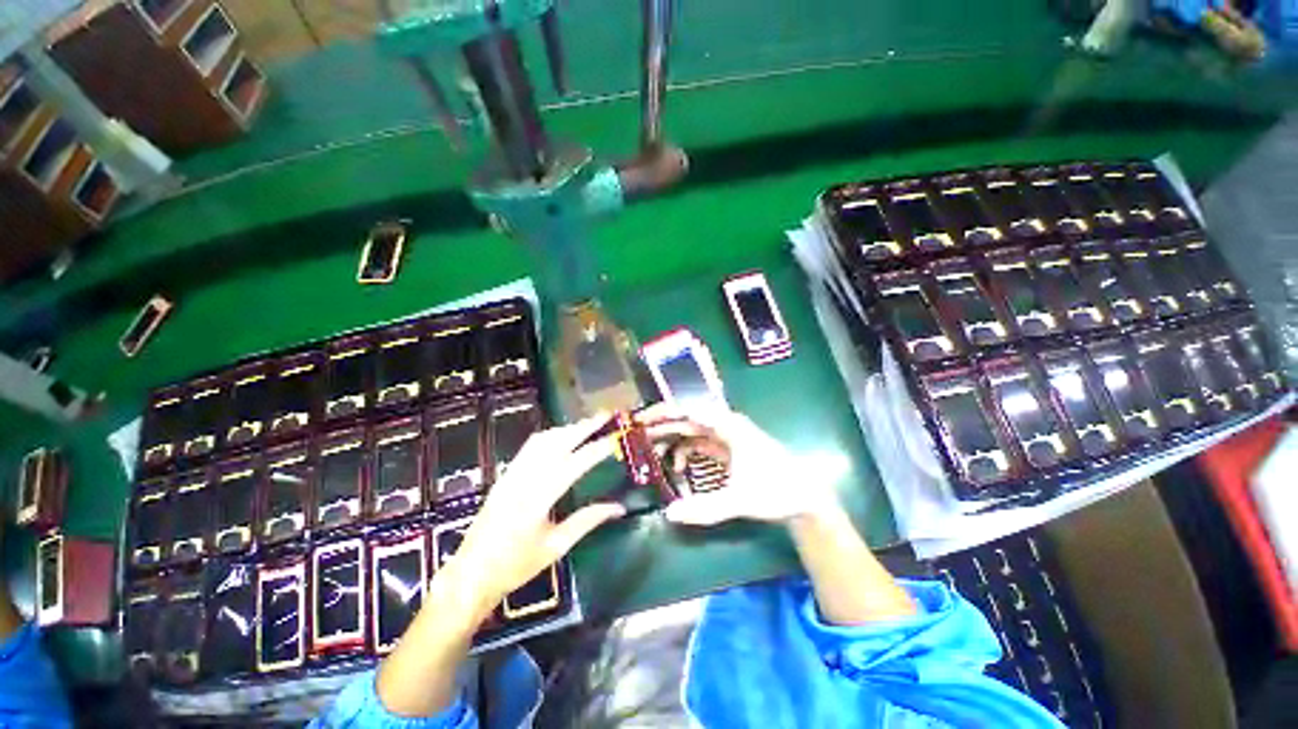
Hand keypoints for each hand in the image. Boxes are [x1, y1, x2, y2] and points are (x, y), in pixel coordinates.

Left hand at [446, 415, 625, 612]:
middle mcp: (524, 479)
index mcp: (538, 498)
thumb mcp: (556, 546)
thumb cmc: (516, 565)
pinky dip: (550, 435)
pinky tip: (561, 436)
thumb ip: (588, 521)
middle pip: (558, 442)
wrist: (471, 574)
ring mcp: (512, 474)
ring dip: (567, 428)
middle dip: (583, 426)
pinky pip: (529, 447)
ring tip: (588, 424)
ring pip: (542, 440)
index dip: (597, 449)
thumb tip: (618, 508)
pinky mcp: (505, 475)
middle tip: (604, 416)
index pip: (574, 464)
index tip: (614, 438)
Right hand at [640, 404, 838, 525]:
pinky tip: (676, 470)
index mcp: (728, 426)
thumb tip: (669, 514)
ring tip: (651, 455)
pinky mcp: (727, 449)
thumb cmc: (777, 490)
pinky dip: (684, 453)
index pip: (688, 410)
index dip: (663, 413)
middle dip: (661, 427)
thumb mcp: (740, 499)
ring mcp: (726, 437)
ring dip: (671, 441)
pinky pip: (698, 445)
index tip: (640, 420)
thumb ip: (705, 508)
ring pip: (690, 432)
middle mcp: (724, 425)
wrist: (805, 496)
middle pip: (686, 419)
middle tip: (636, 437)